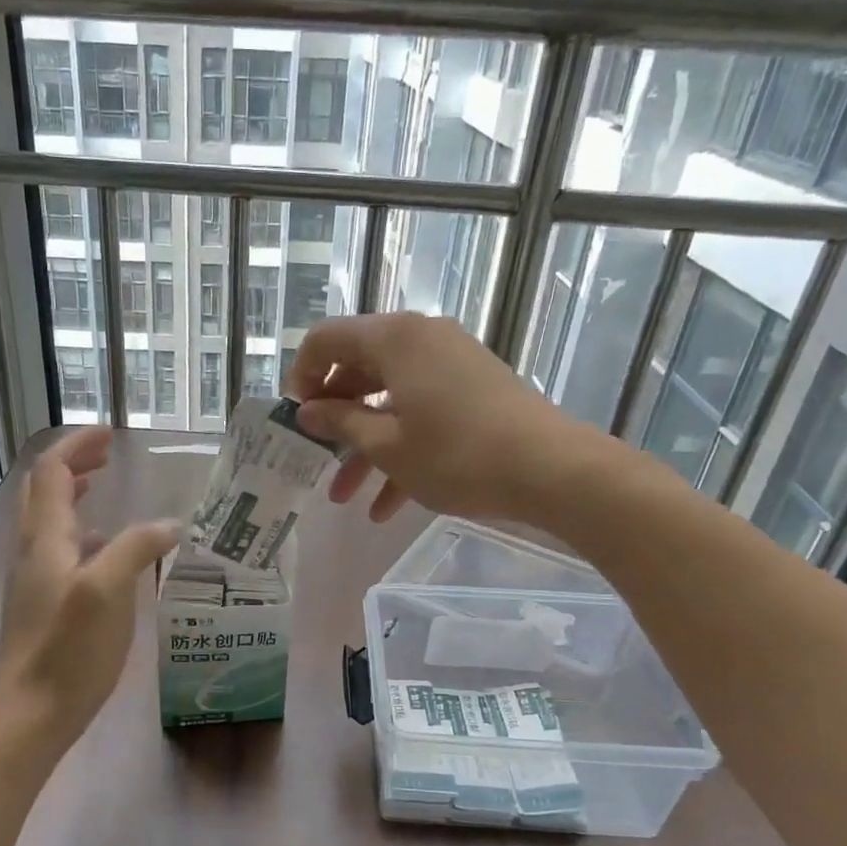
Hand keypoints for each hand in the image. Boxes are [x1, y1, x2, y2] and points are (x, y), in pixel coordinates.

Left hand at [0, 427, 181, 754]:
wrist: (28, 713)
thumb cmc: (67, 650)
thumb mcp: (109, 593)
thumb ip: (138, 549)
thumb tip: (170, 525)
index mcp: (45, 539)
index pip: (51, 472)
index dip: (77, 446)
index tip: (110, 434)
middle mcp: (32, 551)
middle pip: (42, 490)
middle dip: (72, 464)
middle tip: (107, 455)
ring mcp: (32, 579)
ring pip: (48, 520)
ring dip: (73, 495)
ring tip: (104, 490)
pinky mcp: (40, 603)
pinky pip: (57, 550)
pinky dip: (80, 533)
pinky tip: (106, 552)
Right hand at [286, 313, 615, 525]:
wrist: (550, 469)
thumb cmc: (456, 455)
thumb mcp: (386, 445)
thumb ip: (340, 423)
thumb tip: (308, 411)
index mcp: (393, 339)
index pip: (326, 340)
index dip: (302, 378)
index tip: (296, 420)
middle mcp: (421, 339)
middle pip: (358, 370)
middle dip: (334, 420)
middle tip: (316, 458)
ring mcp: (450, 363)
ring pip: (390, 399)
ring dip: (364, 447)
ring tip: (344, 498)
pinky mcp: (472, 389)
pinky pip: (421, 412)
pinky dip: (401, 449)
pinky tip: (388, 507)